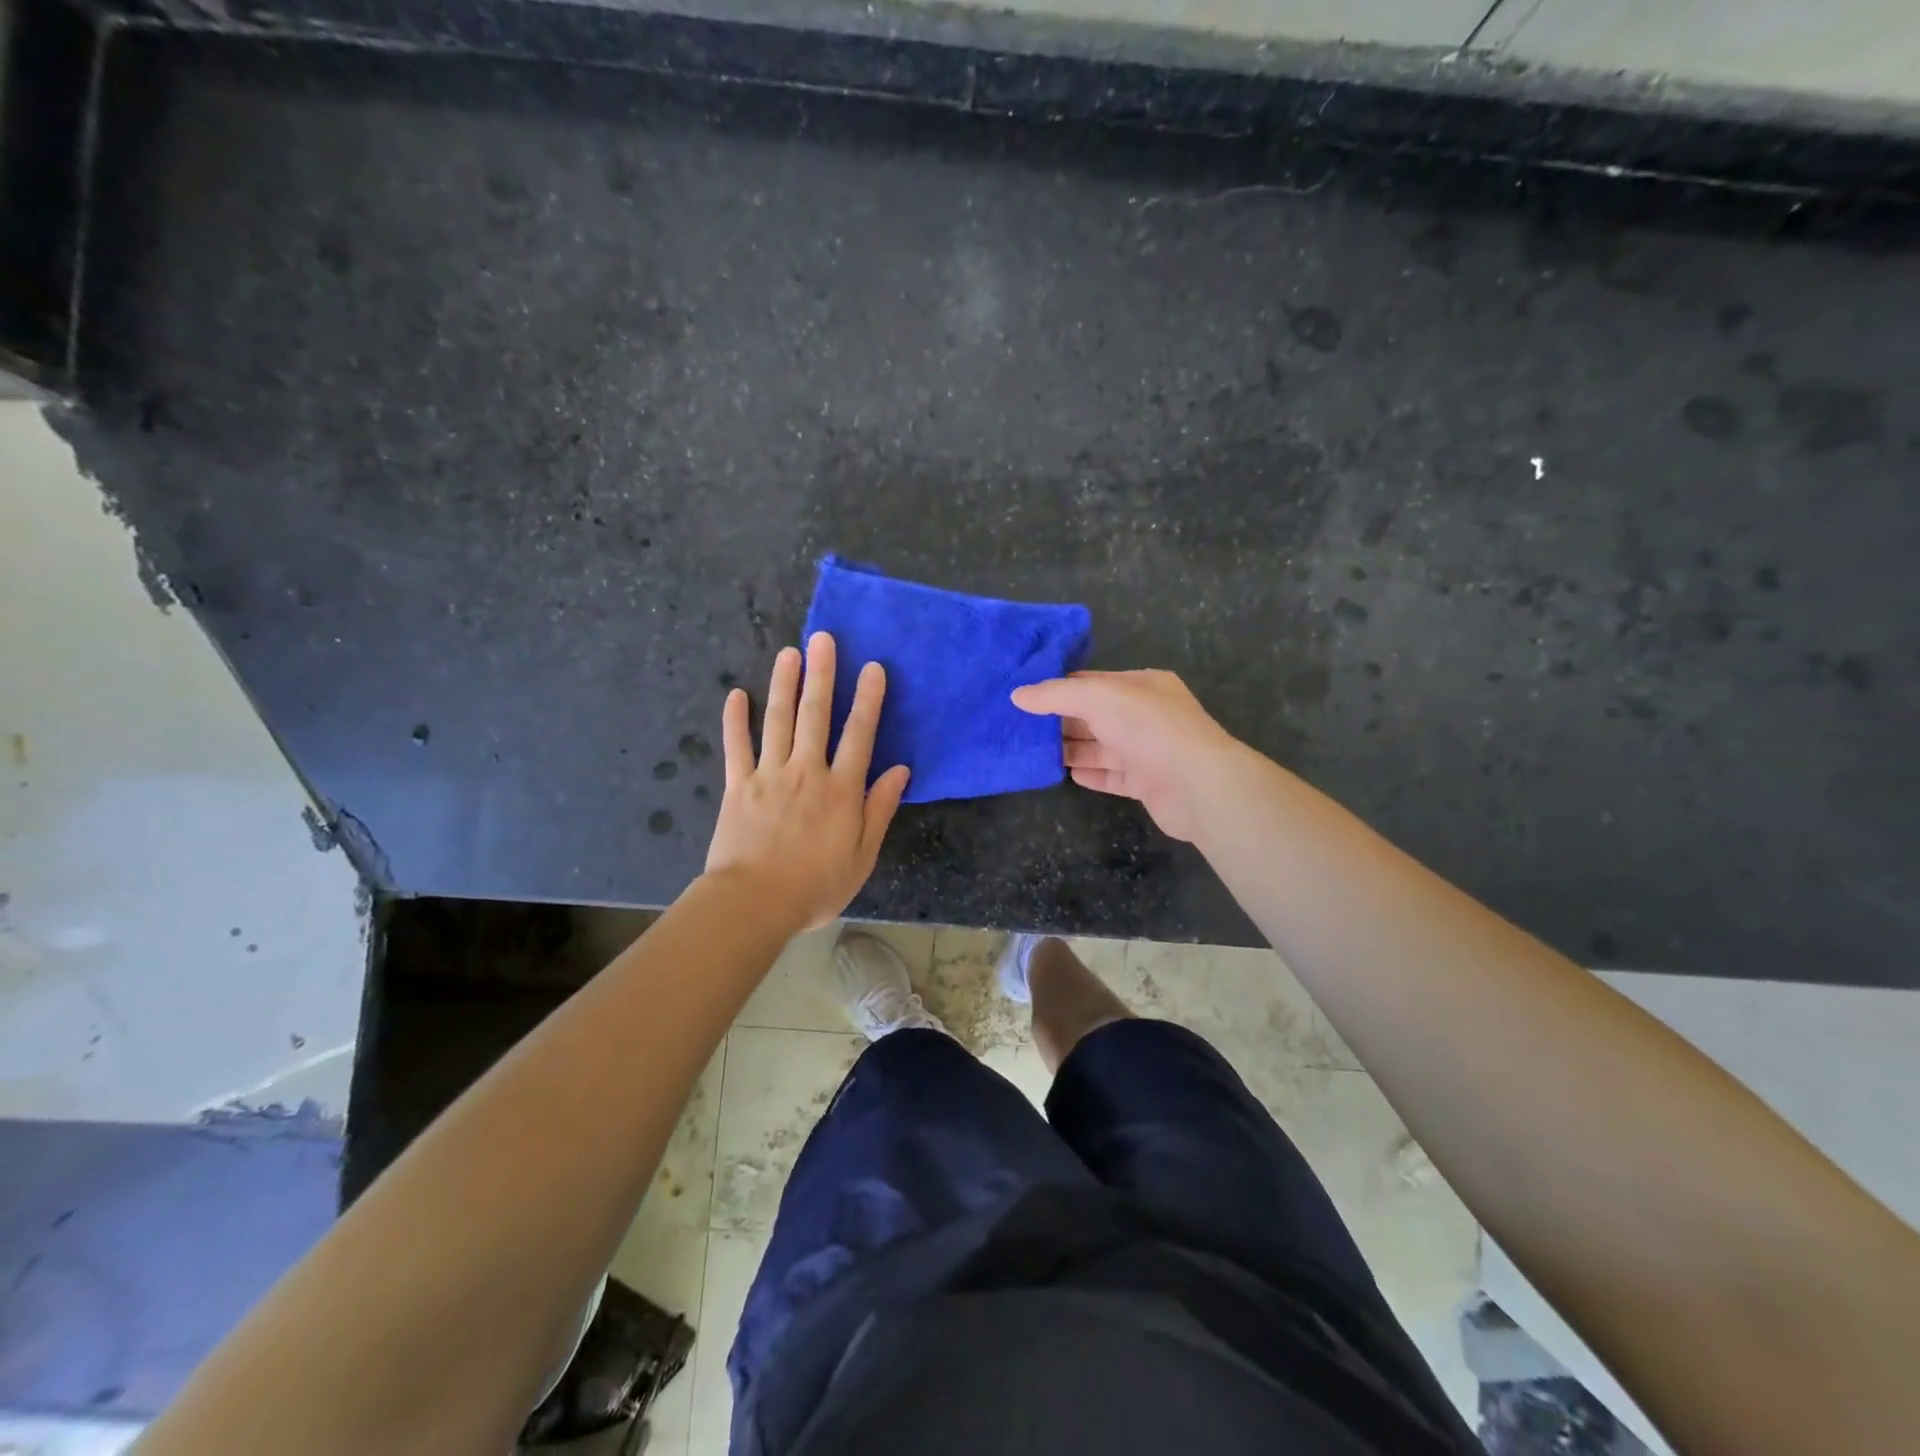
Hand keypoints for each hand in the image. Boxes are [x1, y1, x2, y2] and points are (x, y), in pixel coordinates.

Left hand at [704, 632, 910, 931]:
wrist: (755, 903)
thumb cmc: (816, 885)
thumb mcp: (862, 855)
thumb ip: (879, 809)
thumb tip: (900, 771)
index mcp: (841, 789)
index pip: (859, 734)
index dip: (868, 699)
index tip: (872, 667)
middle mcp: (806, 771)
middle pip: (815, 715)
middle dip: (822, 674)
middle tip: (823, 638)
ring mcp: (769, 775)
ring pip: (777, 720)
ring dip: (784, 684)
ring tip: (790, 652)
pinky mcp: (738, 786)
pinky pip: (736, 747)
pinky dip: (736, 720)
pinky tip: (737, 694)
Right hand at [1011, 669, 1241, 841]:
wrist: (1197, 785)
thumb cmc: (1149, 728)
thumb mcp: (1098, 697)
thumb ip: (1056, 694)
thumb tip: (1017, 695)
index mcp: (1142, 685)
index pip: (1093, 681)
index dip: (1060, 688)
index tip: (1026, 697)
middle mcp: (1147, 715)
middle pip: (1095, 716)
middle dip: (1062, 721)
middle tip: (1023, 728)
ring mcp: (1149, 751)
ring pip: (1102, 747)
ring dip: (1072, 749)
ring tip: (1036, 753)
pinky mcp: (1147, 783)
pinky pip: (1112, 776)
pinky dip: (1091, 774)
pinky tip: (1068, 774)